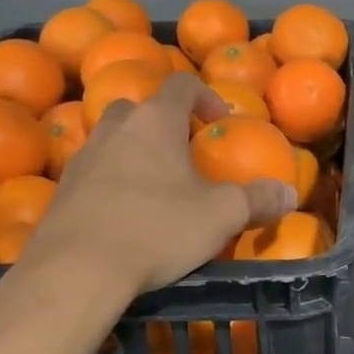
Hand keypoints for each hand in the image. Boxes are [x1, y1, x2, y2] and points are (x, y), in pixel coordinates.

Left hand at [5, 73, 294, 302]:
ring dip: (136, 153)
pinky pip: (94, 173)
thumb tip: (290, 194)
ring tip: (157, 187)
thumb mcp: (221, 216)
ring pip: (113, 140)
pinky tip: (126, 215)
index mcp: (155, 121)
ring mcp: (83, 157)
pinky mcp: (63, 190)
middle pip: (141, 109)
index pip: (182, 85)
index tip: (220, 121)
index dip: (205, 96)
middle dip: (165, 124)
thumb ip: (258, 200)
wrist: (77, 269)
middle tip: (185, 154)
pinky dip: (113, 182)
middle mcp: (116, 128)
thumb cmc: (157, 228)